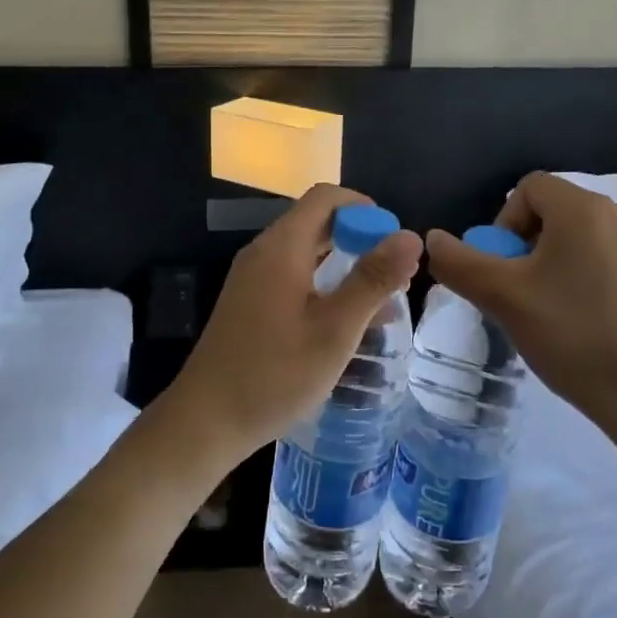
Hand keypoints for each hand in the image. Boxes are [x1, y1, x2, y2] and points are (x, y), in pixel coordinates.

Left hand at [165, 184, 422, 469]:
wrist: (206, 420)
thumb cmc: (275, 374)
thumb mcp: (335, 329)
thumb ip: (373, 280)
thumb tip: (410, 237)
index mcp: (282, 248)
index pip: (325, 197)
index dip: (363, 208)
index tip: (393, 239)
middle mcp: (263, 253)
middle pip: (316, 223)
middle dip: (359, 238)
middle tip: (396, 272)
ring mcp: (252, 279)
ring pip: (306, 253)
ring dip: (344, 265)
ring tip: (383, 300)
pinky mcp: (249, 304)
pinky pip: (293, 277)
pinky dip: (324, 285)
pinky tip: (348, 321)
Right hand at [425, 173, 616, 441]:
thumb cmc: (572, 334)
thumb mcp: (501, 298)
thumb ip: (459, 262)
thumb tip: (433, 239)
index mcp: (584, 208)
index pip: (528, 188)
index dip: (504, 223)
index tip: (504, 270)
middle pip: (557, 213)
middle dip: (529, 248)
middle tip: (522, 294)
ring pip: (586, 241)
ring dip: (560, 265)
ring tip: (554, 313)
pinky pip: (615, 266)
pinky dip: (594, 283)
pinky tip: (592, 327)